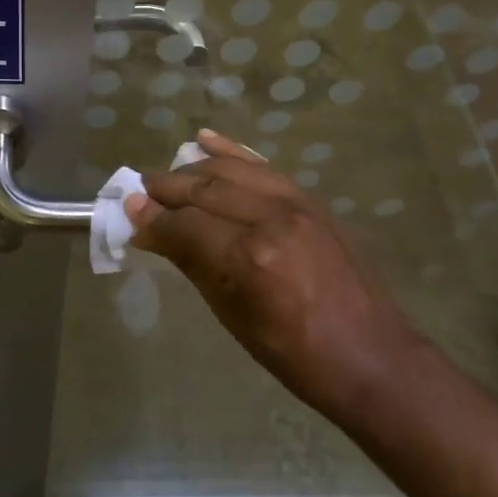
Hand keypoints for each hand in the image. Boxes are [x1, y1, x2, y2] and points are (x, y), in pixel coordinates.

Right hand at [128, 130, 428, 424]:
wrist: (370, 355)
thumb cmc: (294, 354)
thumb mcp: (233, 316)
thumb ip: (191, 264)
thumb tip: (151, 232)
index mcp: (250, 257)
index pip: (186, 225)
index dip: (152, 220)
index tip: (128, 214)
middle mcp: (272, 219)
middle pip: (206, 189)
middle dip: (167, 188)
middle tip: (139, 190)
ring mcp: (297, 204)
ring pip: (232, 171)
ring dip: (194, 169)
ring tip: (167, 175)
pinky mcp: (312, 201)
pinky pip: (263, 168)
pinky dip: (233, 152)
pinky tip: (206, 140)